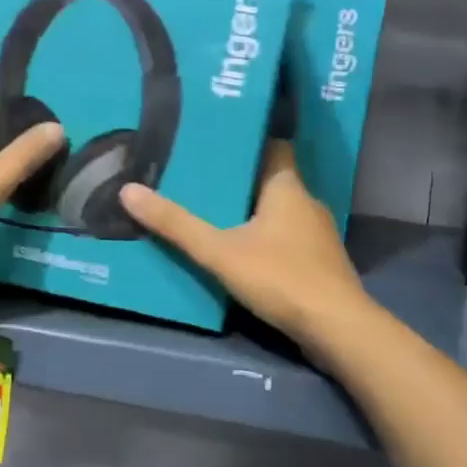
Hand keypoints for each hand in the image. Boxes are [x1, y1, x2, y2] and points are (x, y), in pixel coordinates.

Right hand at [120, 141, 370, 345]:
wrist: (337, 329)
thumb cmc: (280, 277)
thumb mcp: (219, 251)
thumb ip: (176, 224)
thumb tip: (129, 191)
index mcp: (288, 187)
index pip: (273, 147)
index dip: (248, 140)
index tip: (218, 137)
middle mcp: (307, 203)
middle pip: (271, 180)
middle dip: (240, 179)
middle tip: (202, 176)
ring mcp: (317, 235)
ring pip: (280, 212)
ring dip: (253, 211)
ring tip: (215, 211)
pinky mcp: (320, 263)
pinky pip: (288, 238)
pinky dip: (266, 238)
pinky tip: (243, 250)